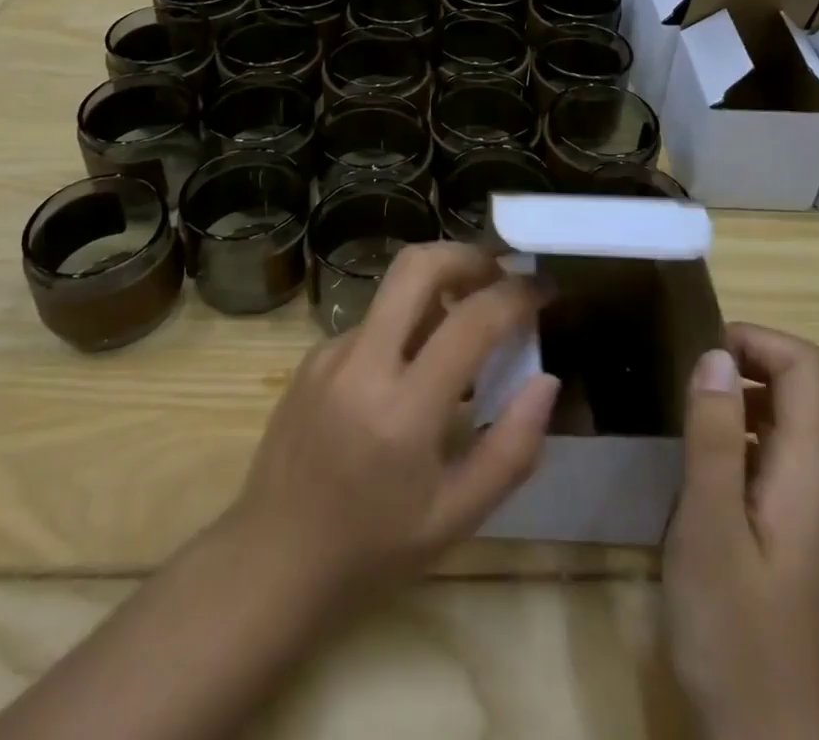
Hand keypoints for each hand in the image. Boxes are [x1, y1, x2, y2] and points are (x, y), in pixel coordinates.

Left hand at [228, 241, 559, 610]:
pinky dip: (405, 327)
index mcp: (404, 411)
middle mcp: (362, 364)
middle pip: (418, 265)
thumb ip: (513, 449)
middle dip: (468, 256)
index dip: (516, 295)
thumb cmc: (373, 551)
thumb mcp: (457, 518)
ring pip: (394, 291)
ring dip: (438, 291)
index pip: (470, 321)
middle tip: (501, 276)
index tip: (544, 289)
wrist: (271, 563)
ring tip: (465, 331)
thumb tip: (547, 380)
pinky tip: (412, 371)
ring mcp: (330, 353)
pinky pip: (373, 322)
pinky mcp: (312, 356)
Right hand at [663, 325, 818, 739]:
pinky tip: (699, 469)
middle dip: (741, 365)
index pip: (806, 365)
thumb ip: (712, 436)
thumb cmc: (734, 632)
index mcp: (815, 472)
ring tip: (681, 417)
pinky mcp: (802, 533)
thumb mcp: (709, 527)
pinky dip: (739, 437)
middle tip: (679, 383)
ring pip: (786, 421)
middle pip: (800, 388)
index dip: (754, 340)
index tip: (698, 355)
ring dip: (736, 401)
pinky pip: (776, 456)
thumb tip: (715, 354)